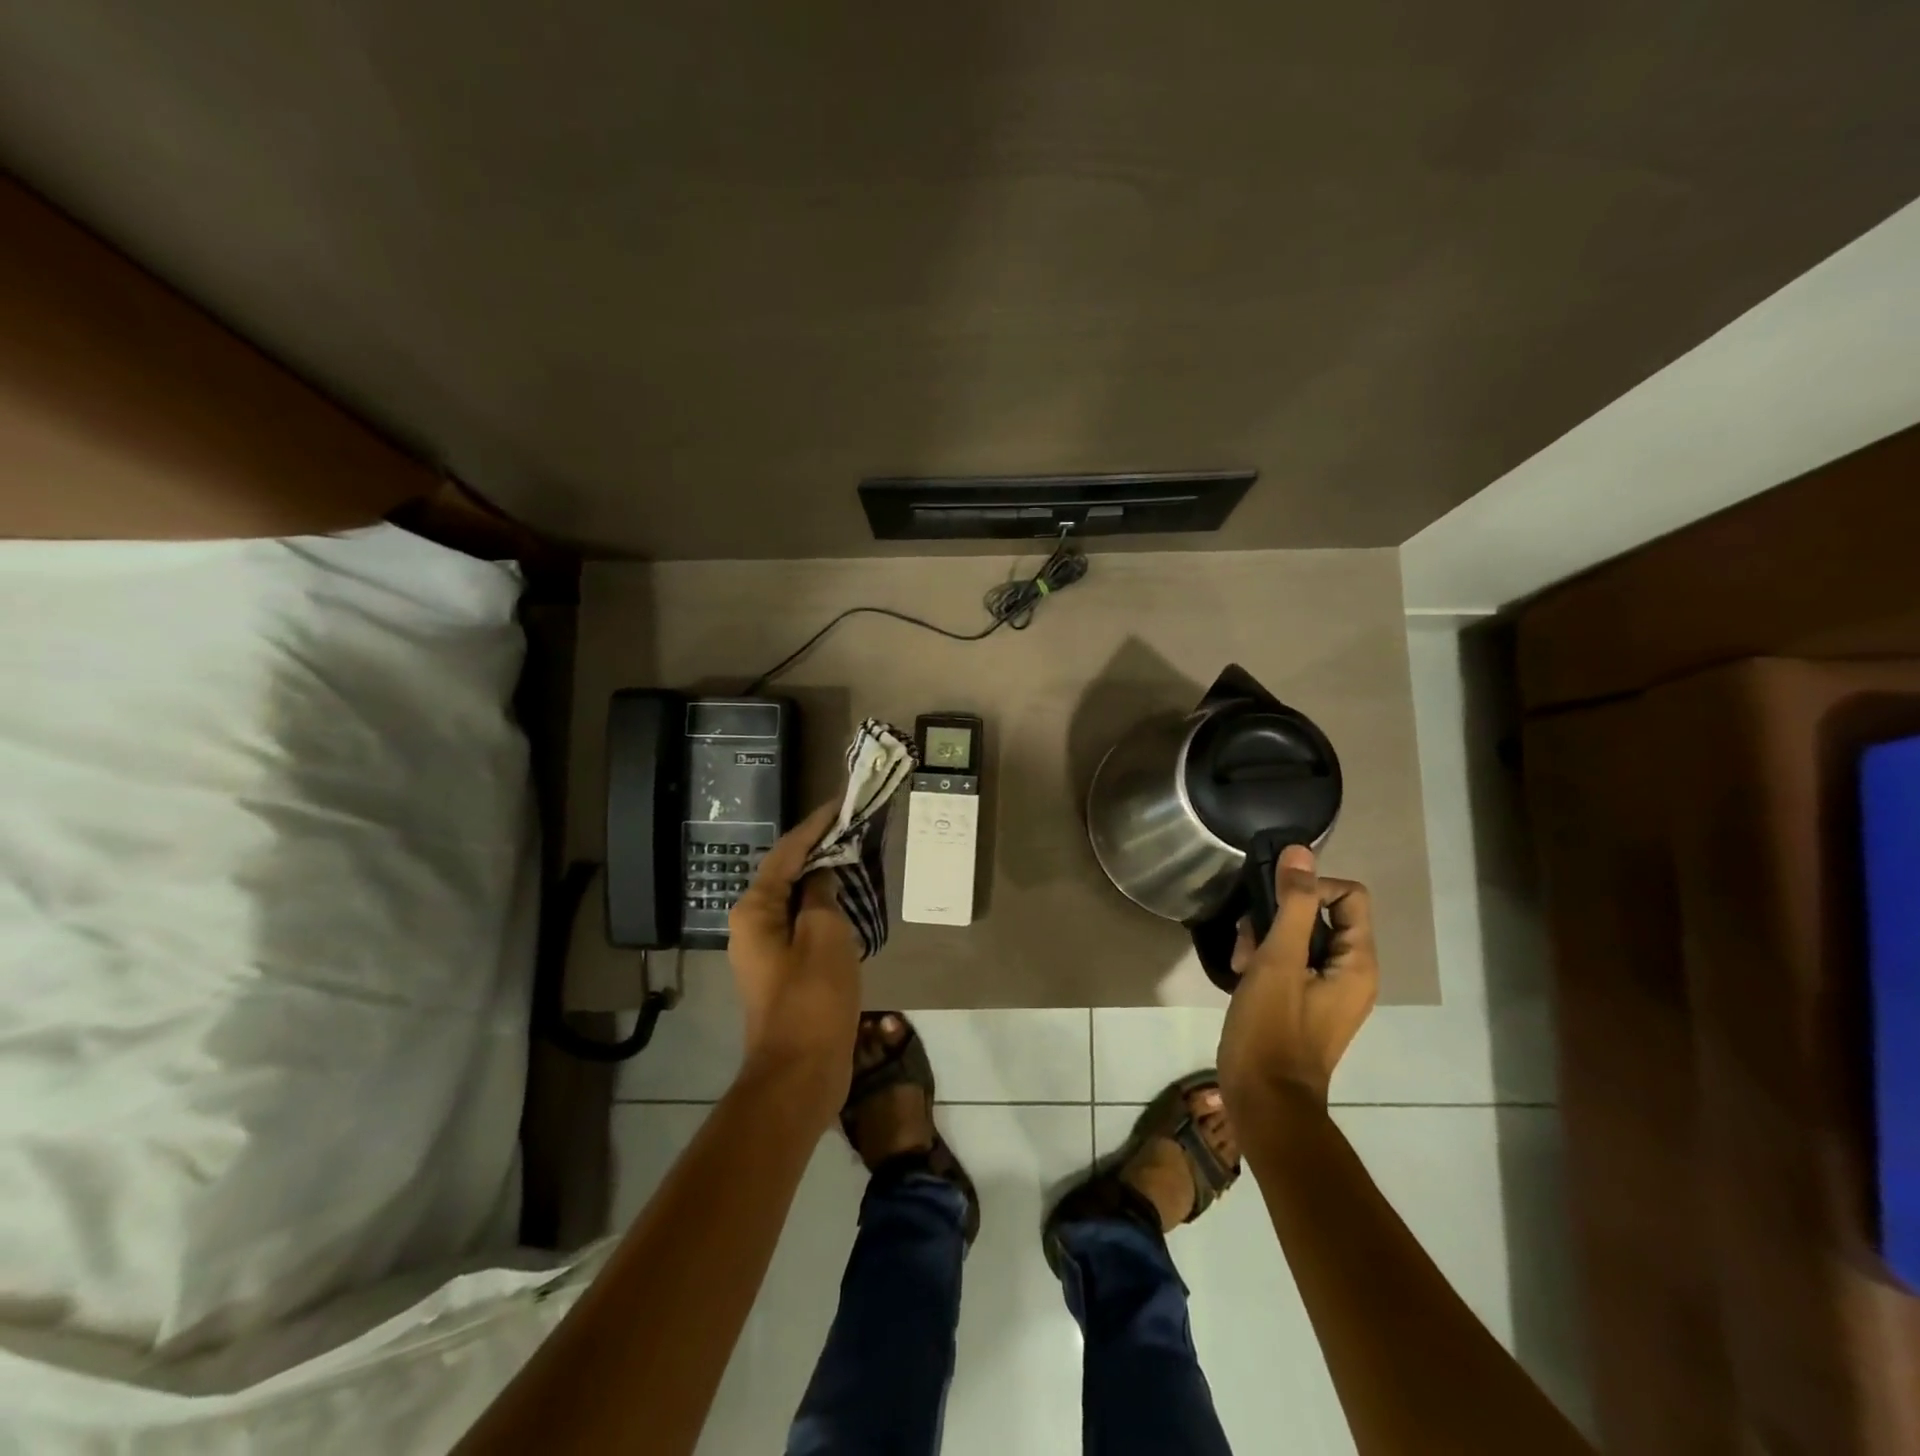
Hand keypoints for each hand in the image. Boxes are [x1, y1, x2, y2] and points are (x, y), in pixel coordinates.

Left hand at [726, 802, 860, 1112]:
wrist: (800, 1073)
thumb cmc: (812, 998)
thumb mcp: (824, 935)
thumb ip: (822, 895)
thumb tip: (821, 875)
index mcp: (755, 910)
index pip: (787, 852)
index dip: (815, 825)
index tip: (841, 802)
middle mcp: (753, 923)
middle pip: (788, 872)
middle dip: (819, 848)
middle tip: (854, 826)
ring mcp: (766, 949)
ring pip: (797, 899)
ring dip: (824, 877)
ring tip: (856, 854)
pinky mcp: (784, 969)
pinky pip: (804, 924)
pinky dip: (826, 906)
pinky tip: (850, 900)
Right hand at [1217, 844, 1377, 1109]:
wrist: (1264, 1100)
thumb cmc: (1273, 1029)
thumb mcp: (1279, 960)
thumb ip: (1292, 904)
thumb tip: (1300, 852)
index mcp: (1357, 962)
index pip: (1349, 895)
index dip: (1311, 887)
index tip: (1273, 903)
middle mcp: (1351, 973)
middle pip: (1321, 914)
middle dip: (1280, 915)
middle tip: (1249, 937)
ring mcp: (1328, 990)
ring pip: (1300, 937)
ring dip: (1266, 937)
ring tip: (1241, 959)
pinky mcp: (1304, 1003)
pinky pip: (1290, 962)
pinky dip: (1266, 960)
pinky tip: (1241, 974)